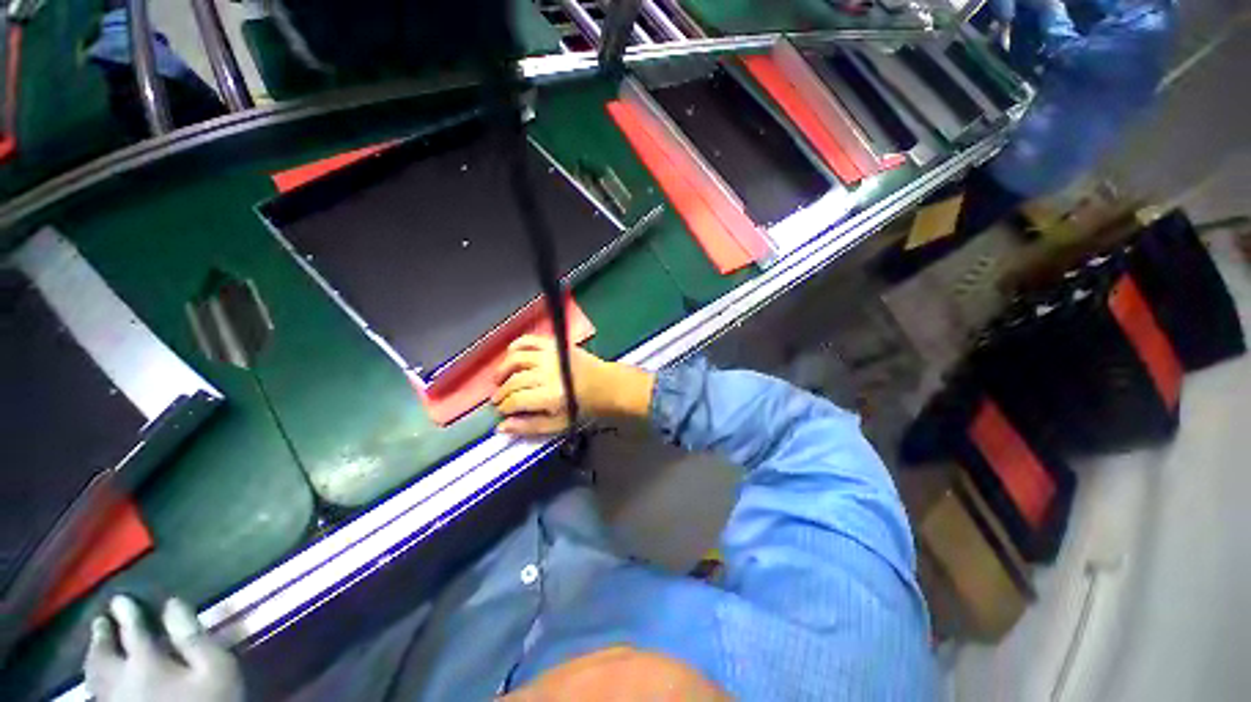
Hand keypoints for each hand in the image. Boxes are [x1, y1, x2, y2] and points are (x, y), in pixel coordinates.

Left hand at [85, 595, 243, 701]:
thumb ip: (193, 637)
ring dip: (94, 657)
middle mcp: (120, 679)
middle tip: (101, 622)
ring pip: (94, 676)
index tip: (120, 598)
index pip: (132, 630)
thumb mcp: (214, 668)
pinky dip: (95, 678)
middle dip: (102, 636)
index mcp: (144, 662)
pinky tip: (99, 679)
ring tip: (96, 646)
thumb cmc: (210, 701)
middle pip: (102, 655)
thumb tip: (173, 603)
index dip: (127, 612)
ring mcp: (114, 701)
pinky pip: (96, 692)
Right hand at [491, 335, 654, 434]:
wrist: (606, 384)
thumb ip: (529, 426)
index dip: (503, 407)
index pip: (515, 400)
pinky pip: (529, 340)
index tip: (501, 411)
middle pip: (514, 381)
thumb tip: (501, 427)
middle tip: (499, 399)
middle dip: (501, 393)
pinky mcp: (555, 344)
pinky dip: (516, 346)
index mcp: (551, 395)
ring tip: (499, 379)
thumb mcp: (559, 424)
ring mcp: (552, 355)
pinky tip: (510, 356)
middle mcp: (549, 373)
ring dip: (503, 369)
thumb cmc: (583, 407)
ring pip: (516, 359)